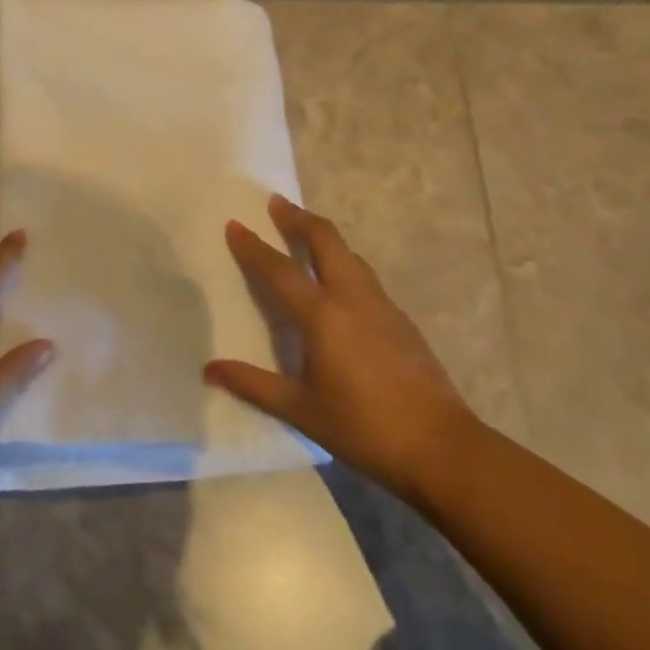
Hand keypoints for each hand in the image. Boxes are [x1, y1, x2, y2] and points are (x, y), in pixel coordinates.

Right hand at [205, 195, 476, 499]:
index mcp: (322, 315)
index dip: (253, 246)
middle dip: (299, 218)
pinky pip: (365, 276)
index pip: (279, 270)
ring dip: (324, 237)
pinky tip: (340, 282)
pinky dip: (344, 262)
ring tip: (305, 234)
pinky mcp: (401, 319)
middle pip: (325, 240)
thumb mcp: (301, 410)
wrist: (440, 446)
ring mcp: (382, 305)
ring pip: (349, 254)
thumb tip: (210, 370)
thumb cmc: (363, 428)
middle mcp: (352, 298)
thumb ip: (253, 385)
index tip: (234, 224)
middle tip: (277, 204)